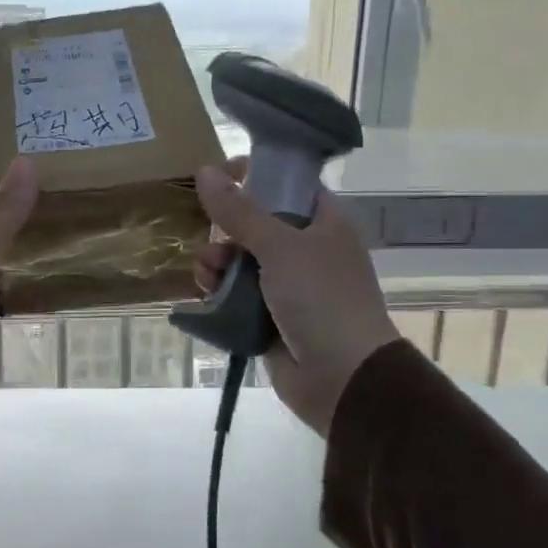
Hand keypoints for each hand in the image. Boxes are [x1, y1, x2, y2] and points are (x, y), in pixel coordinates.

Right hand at [192, 163, 400, 436]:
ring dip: (218, 263)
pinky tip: (207, 295)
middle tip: (211, 237)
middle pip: (257, 225)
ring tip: (206, 275)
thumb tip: (205, 171)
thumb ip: (239, 211)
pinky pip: (238, 296)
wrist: (342, 376)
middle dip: (227, 230)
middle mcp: (309, 250)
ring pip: (242, 262)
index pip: (289, 185)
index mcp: (325, 223)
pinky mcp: (271, 318)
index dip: (256, 176)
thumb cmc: (321, 299)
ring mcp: (290, 287)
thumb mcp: (280, 246)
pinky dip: (221, 293)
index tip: (222, 175)